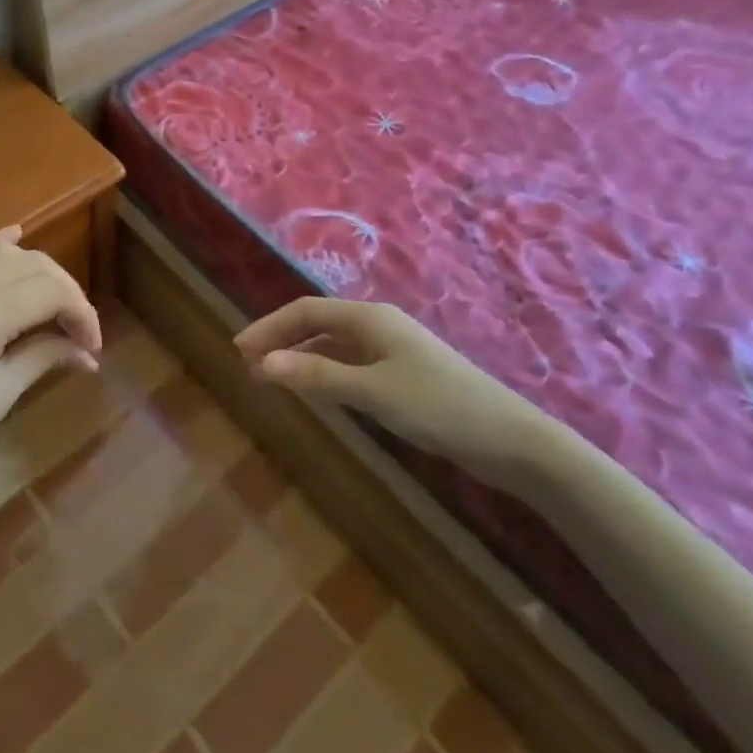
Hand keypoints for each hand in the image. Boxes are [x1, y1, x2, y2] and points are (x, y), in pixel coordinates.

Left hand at [0, 227, 100, 528]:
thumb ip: (42, 357)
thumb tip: (87, 352)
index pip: (49, 290)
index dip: (81, 312)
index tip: (92, 345)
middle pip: (28, 264)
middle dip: (62, 290)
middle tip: (76, 328)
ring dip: (29, 267)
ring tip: (47, 299)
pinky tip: (12, 240)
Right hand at [235, 296, 552, 486]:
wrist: (513, 440)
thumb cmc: (439, 406)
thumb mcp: (373, 392)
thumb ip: (318, 377)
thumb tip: (264, 364)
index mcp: (369, 318)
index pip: (306, 312)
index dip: (269, 327)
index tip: (239, 350)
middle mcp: (377, 326)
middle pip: (318, 325)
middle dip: (281, 341)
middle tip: (249, 364)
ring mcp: (392, 350)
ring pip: (334, 346)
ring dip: (301, 358)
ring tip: (272, 378)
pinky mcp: (403, 375)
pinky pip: (351, 364)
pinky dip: (325, 373)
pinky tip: (316, 390)